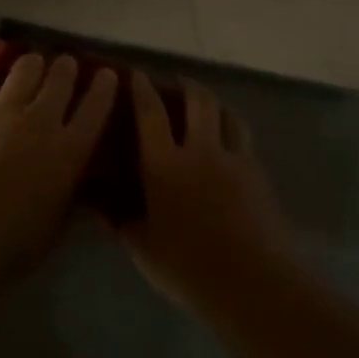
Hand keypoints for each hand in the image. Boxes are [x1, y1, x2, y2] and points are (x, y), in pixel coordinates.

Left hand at [0, 52, 116, 261]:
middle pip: (62, 78)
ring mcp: (3, 112)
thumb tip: (76, 178)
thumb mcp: (58, 220)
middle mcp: (42, 121)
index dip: (105, 86)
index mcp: (70, 150)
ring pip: (25, 68)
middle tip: (66, 67)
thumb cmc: (15, 241)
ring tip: (32, 64)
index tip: (106, 74)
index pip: (97, 107)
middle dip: (67, 68)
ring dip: (33, 63)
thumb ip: (69, 191)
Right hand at [126, 72, 288, 294]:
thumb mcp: (143, 249)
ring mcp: (235, 159)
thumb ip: (121, 224)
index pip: (151, 114)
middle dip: (186, 85)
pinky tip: (229, 143)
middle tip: (178, 83)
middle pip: (198, 100)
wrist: (251, 282)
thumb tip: (100, 208)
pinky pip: (244, 138)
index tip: (138, 75)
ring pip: (227, 114)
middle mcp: (201, 151)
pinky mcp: (258, 173)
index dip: (143, 90)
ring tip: (207, 107)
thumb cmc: (188, 268)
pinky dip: (232, 129)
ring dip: (214, 104)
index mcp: (165, 166)